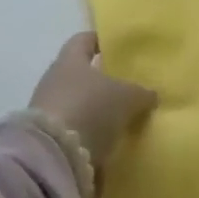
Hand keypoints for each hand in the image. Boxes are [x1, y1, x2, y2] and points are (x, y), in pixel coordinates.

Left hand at [29, 32, 158, 167]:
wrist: (52, 157)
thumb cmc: (89, 109)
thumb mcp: (126, 98)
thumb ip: (140, 93)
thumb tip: (151, 94)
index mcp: (70, 59)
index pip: (84, 40)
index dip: (101, 41)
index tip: (118, 48)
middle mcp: (54, 80)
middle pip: (81, 75)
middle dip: (102, 83)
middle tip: (128, 90)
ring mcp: (47, 112)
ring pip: (78, 105)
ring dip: (95, 113)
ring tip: (120, 122)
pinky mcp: (47, 141)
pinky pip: (73, 133)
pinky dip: (88, 138)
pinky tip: (107, 147)